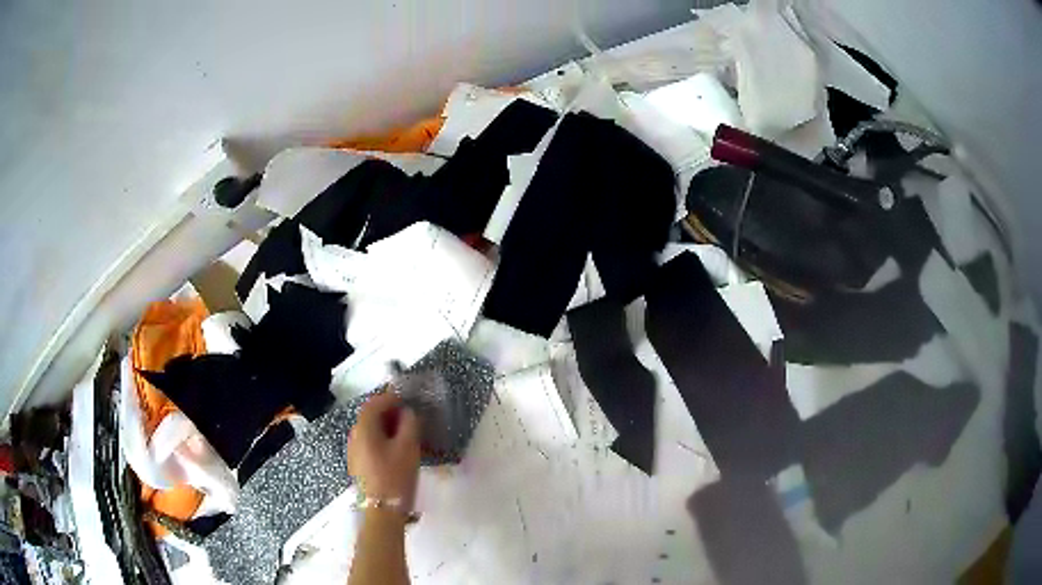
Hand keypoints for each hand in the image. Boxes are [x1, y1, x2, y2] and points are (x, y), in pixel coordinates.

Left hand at [348, 392, 420, 509]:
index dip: (390, 397)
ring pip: (370, 431)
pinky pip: (370, 443)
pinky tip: (396, 449)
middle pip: (370, 416)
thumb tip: (407, 412)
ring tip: (406, 432)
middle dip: (389, 412)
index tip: (407, 399)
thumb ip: (409, 424)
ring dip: (386, 426)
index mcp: (364, 429)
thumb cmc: (395, 476)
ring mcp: (354, 452)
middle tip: (409, 414)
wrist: (382, 511)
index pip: (374, 403)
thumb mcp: (408, 447)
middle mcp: (354, 436)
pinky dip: (382, 439)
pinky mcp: (359, 465)